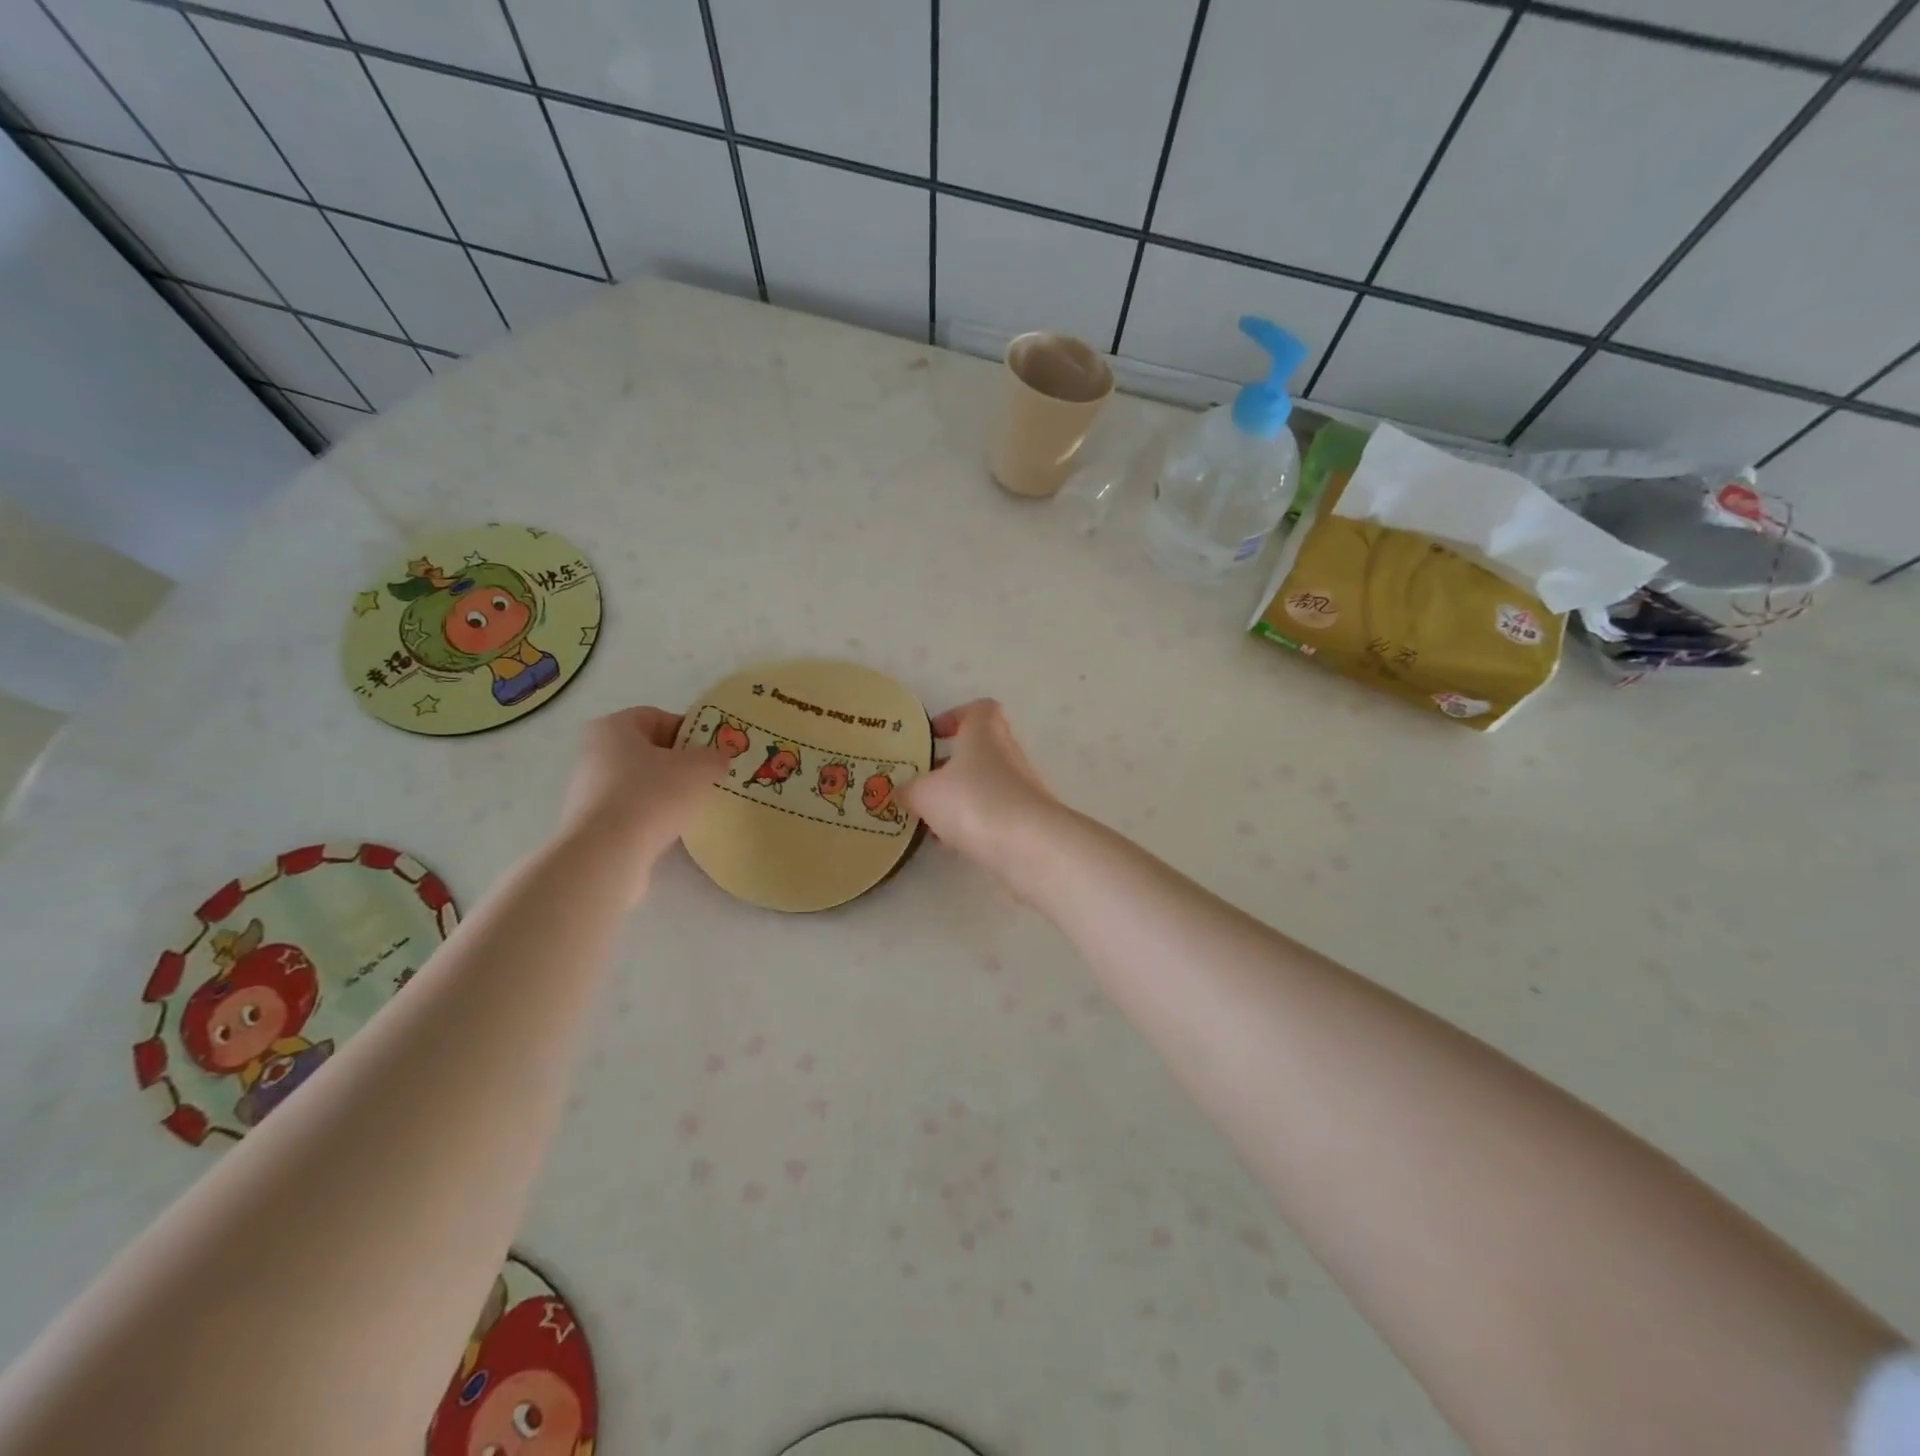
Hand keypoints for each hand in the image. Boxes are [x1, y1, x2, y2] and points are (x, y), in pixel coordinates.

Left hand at [560, 707, 728, 875]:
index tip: (710, 752)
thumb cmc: (653, 795)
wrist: (608, 853)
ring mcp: (588, 789)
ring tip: (692, 808)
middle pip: (648, 751)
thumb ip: (714, 756)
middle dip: (679, 763)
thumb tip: (717, 759)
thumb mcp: (700, 768)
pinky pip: (630, 810)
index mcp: (613, 727)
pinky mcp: (590, 823)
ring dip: (666, 792)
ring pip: (640, 782)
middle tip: (706, 779)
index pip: (657, 717)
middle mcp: (594, 753)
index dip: (689, 730)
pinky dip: (651, 816)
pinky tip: (670, 829)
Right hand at [903, 699, 1060, 878]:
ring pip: (982, 786)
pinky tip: (950, 843)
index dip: (955, 716)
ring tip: (929, 819)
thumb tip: (902, 792)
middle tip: (921, 784)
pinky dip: (971, 824)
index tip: (933, 735)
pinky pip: (992, 814)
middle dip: (949, 767)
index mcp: (984, 732)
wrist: (1028, 845)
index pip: (978, 709)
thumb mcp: (925, 794)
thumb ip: (909, 790)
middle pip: (978, 751)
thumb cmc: (973, 800)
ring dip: (958, 799)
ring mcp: (1020, 787)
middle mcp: (1006, 753)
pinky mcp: (1025, 819)